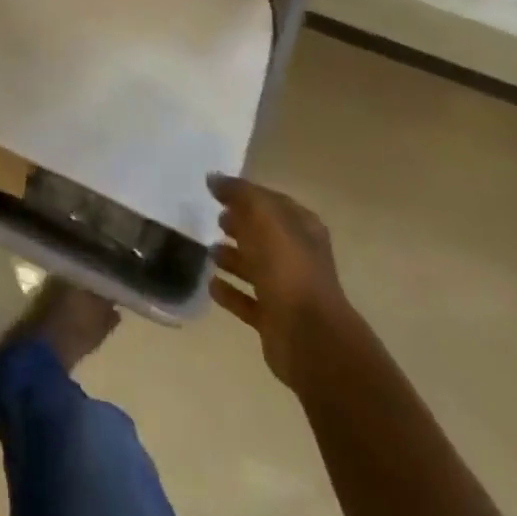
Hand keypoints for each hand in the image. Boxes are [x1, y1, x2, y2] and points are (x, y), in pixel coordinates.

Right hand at [208, 174, 353, 387]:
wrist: (308, 336)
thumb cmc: (287, 266)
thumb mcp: (263, 215)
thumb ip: (239, 193)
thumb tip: (213, 178)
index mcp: (302, 228)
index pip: (271, 202)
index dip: (246, 195)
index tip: (216, 191)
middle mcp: (298, 256)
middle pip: (264, 235)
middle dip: (240, 225)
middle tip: (214, 219)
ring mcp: (288, 290)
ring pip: (255, 267)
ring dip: (232, 258)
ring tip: (208, 251)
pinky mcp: (274, 319)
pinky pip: (247, 300)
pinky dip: (230, 292)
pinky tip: (211, 284)